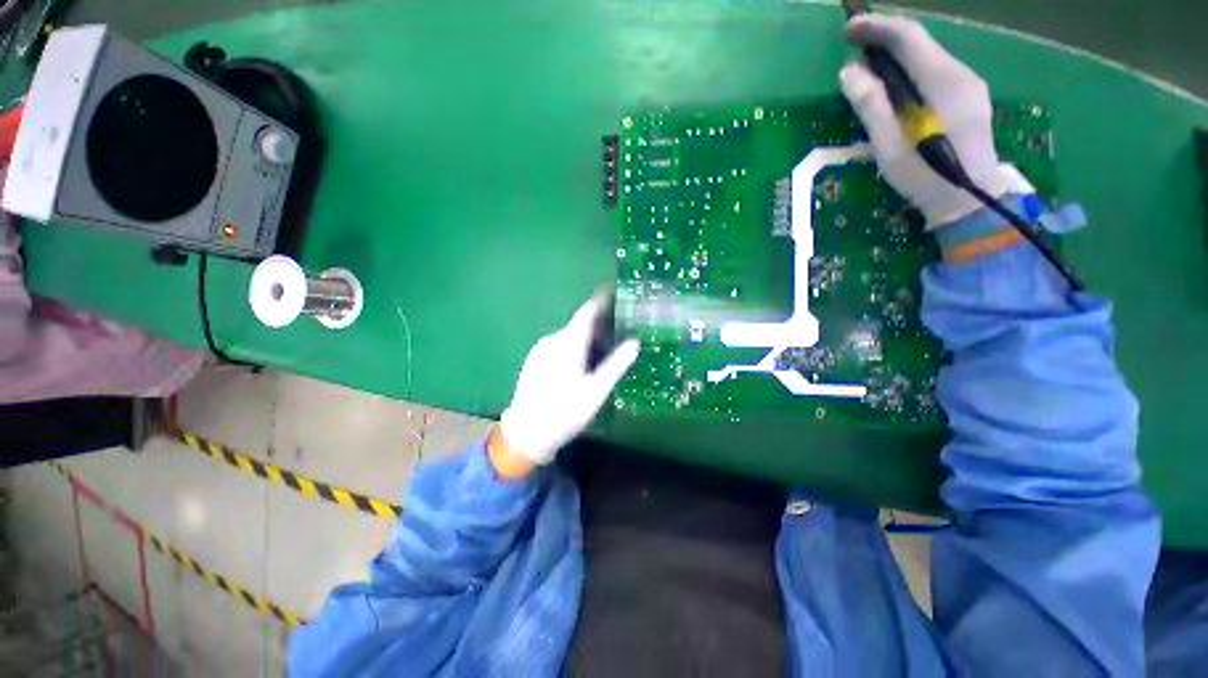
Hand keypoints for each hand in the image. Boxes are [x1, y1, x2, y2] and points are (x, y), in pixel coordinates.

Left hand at [493, 292, 639, 475]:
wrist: (526, 433)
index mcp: (567, 343)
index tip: (614, 294)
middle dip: (597, 323)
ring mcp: (540, 350)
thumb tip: (634, 342)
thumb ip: (616, 364)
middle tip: (617, 328)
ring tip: (603, 347)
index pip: (586, 313)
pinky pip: (558, 345)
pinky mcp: (534, 361)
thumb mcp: (596, 390)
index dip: (600, 301)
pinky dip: (573, 346)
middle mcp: (552, 340)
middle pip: (578, 324)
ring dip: (585, 336)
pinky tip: (581, 362)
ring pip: (568, 336)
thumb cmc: (564, 412)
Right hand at [839, 16, 1014, 227]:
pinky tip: (897, 91)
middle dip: (885, 40)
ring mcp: (969, 86)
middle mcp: (959, 73)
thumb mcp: (889, 142)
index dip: (876, 27)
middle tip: (855, 49)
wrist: (968, 201)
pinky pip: (935, 74)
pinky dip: (911, 73)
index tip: (848, 28)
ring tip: (870, 73)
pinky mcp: (969, 100)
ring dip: (897, 59)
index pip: (908, 36)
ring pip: (928, 59)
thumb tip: (850, 71)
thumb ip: (870, 103)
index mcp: (941, 79)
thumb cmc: (924, 174)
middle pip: (920, 44)